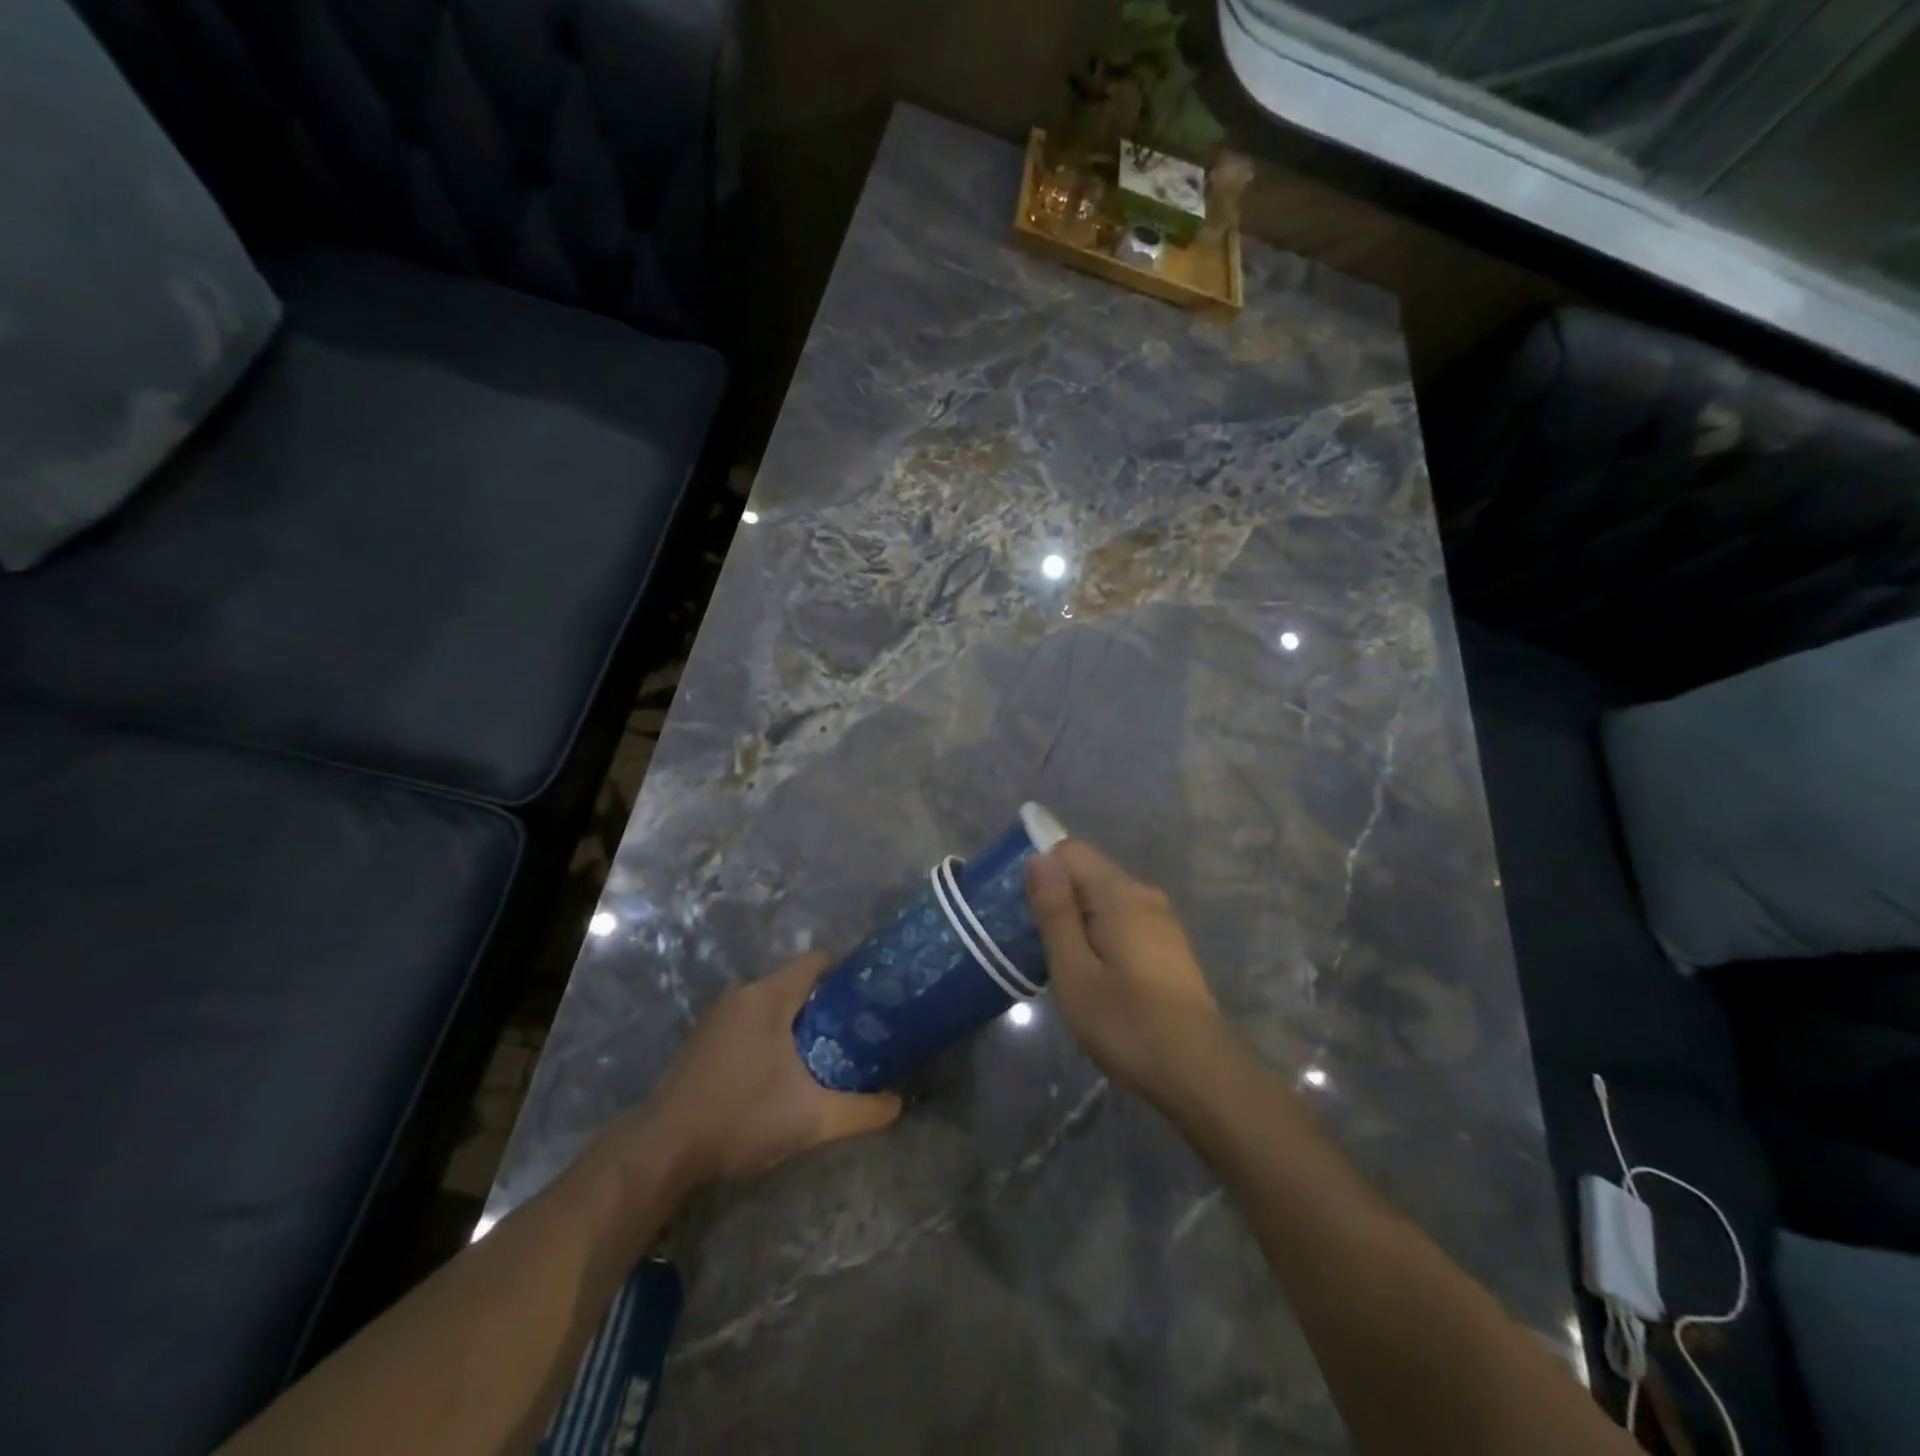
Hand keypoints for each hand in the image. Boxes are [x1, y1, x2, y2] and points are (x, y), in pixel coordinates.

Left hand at [637, 953, 900, 1189]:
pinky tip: (784, 1068)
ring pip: (773, 1002)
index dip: (848, 973)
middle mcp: (743, 994)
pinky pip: (752, 1018)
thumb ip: (860, 1111)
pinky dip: (773, 1032)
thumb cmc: (740, 1119)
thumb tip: (899, 1105)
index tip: (871, 996)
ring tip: (828, 1049)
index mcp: (768, 997)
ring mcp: (719, 1015)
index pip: (817, 962)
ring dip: (799, 1020)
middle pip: (797, 983)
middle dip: (828, 1003)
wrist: (663, 1150)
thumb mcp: (810, 1119)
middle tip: (857, 1030)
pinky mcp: (706, 1037)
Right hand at [1026, 840, 1230, 1107]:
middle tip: (1039, 947)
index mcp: (1120, 893)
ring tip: (1064, 966)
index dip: (1042, 873)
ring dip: (1079, 921)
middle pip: (1088, 873)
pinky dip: (1101, 934)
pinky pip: (1123, 919)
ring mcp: (1162, 919)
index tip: (1026, 914)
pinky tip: (1096, 976)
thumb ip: (1055, 912)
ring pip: (1105, 898)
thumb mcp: (1074, 972)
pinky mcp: (1169, 943)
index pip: (1070, 851)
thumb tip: (1038, 858)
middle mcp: (1144, 894)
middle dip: (1058, 899)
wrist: (1201, 1072)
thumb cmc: (1127, 1023)